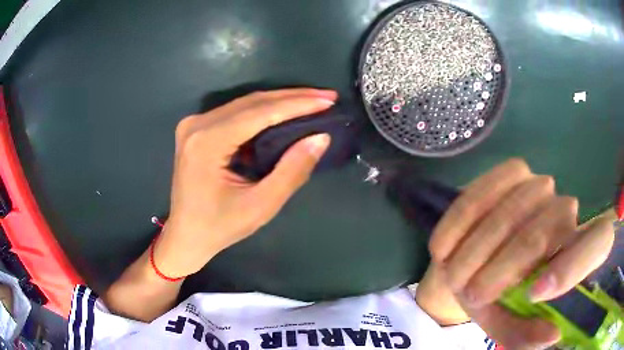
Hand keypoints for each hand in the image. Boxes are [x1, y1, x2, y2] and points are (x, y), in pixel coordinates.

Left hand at [154, 88, 335, 277]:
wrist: (186, 235)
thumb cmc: (220, 227)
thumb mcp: (261, 205)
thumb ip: (292, 170)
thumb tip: (320, 137)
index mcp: (207, 142)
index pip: (259, 113)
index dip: (297, 104)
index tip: (328, 100)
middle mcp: (197, 125)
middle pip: (252, 102)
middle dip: (293, 98)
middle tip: (326, 96)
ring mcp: (194, 125)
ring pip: (245, 104)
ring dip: (280, 102)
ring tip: (313, 101)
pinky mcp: (197, 129)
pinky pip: (236, 113)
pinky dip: (263, 112)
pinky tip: (285, 112)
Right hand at [427, 159, 613, 348]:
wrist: (473, 265)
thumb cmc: (499, 300)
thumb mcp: (511, 325)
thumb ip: (528, 335)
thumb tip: (553, 335)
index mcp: (578, 250)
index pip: (599, 242)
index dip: (572, 266)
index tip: (534, 294)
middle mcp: (568, 211)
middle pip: (543, 231)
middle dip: (503, 267)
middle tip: (472, 294)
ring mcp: (542, 186)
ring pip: (514, 209)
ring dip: (479, 246)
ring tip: (454, 272)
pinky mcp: (514, 172)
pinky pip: (487, 188)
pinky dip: (462, 219)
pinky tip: (444, 244)